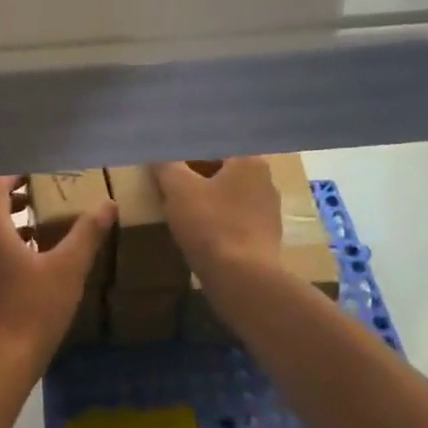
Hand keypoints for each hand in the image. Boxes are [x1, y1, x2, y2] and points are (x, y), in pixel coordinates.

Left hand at [0, 176, 114, 377]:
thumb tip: (107, 203)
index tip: (32, 177)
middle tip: (32, 202)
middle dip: (4, 202)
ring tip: (37, 236)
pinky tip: (29, 274)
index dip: (11, 179)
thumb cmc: (33, 310)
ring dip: (3, 229)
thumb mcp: (68, 269)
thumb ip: (87, 233)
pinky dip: (1, 254)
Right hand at [151, 158, 280, 280]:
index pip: (212, 147)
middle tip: (168, 187)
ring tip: (179, 212)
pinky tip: (198, 234)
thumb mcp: (178, 189)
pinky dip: (216, 222)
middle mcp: (265, 180)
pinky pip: (234, 220)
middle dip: (194, 178)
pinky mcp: (266, 238)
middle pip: (221, 171)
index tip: (166, 166)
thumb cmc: (211, 225)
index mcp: (249, 161)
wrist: (243, 280)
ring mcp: (269, 211)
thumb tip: (158, 153)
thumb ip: (167, 165)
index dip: (185, 154)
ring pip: (227, 197)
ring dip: (205, 201)